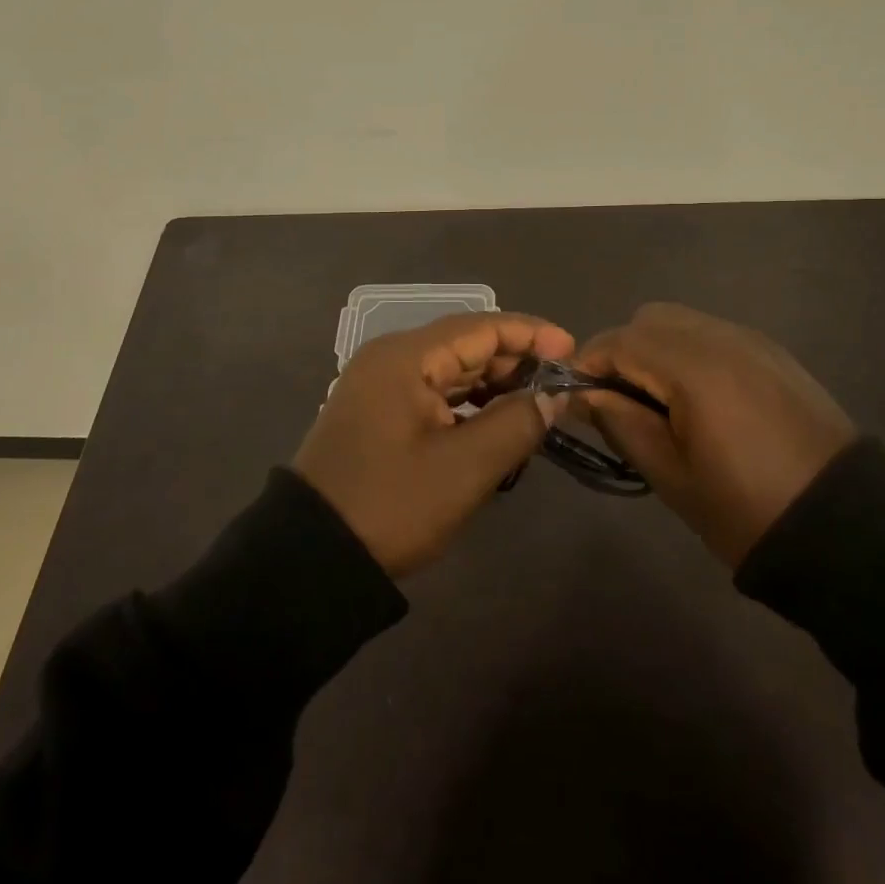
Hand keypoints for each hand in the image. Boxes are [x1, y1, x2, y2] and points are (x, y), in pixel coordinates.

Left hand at [293, 312, 575, 576]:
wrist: (311, 556)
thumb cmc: (392, 504)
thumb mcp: (464, 468)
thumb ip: (516, 423)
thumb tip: (553, 396)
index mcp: (405, 357)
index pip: (480, 327)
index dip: (531, 335)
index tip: (573, 351)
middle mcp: (391, 359)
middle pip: (465, 345)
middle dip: (515, 361)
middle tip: (560, 384)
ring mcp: (381, 385)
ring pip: (450, 370)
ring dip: (494, 384)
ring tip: (538, 403)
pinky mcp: (378, 413)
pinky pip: (434, 393)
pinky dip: (468, 403)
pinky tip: (497, 421)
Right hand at [572, 303, 856, 566]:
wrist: (849, 530)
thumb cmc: (746, 509)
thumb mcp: (670, 474)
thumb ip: (620, 422)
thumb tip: (583, 395)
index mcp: (692, 365)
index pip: (619, 341)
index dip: (588, 364)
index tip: (576, 398)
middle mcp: (720, 336)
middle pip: (649, 320)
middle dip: (622, 351)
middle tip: (619, 402)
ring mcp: (752, 341)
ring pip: (682, 322)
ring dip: (656, 350)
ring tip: (658, 402)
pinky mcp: (774, 354)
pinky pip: (713, 335)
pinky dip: (689, 352)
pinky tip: (698, 400)